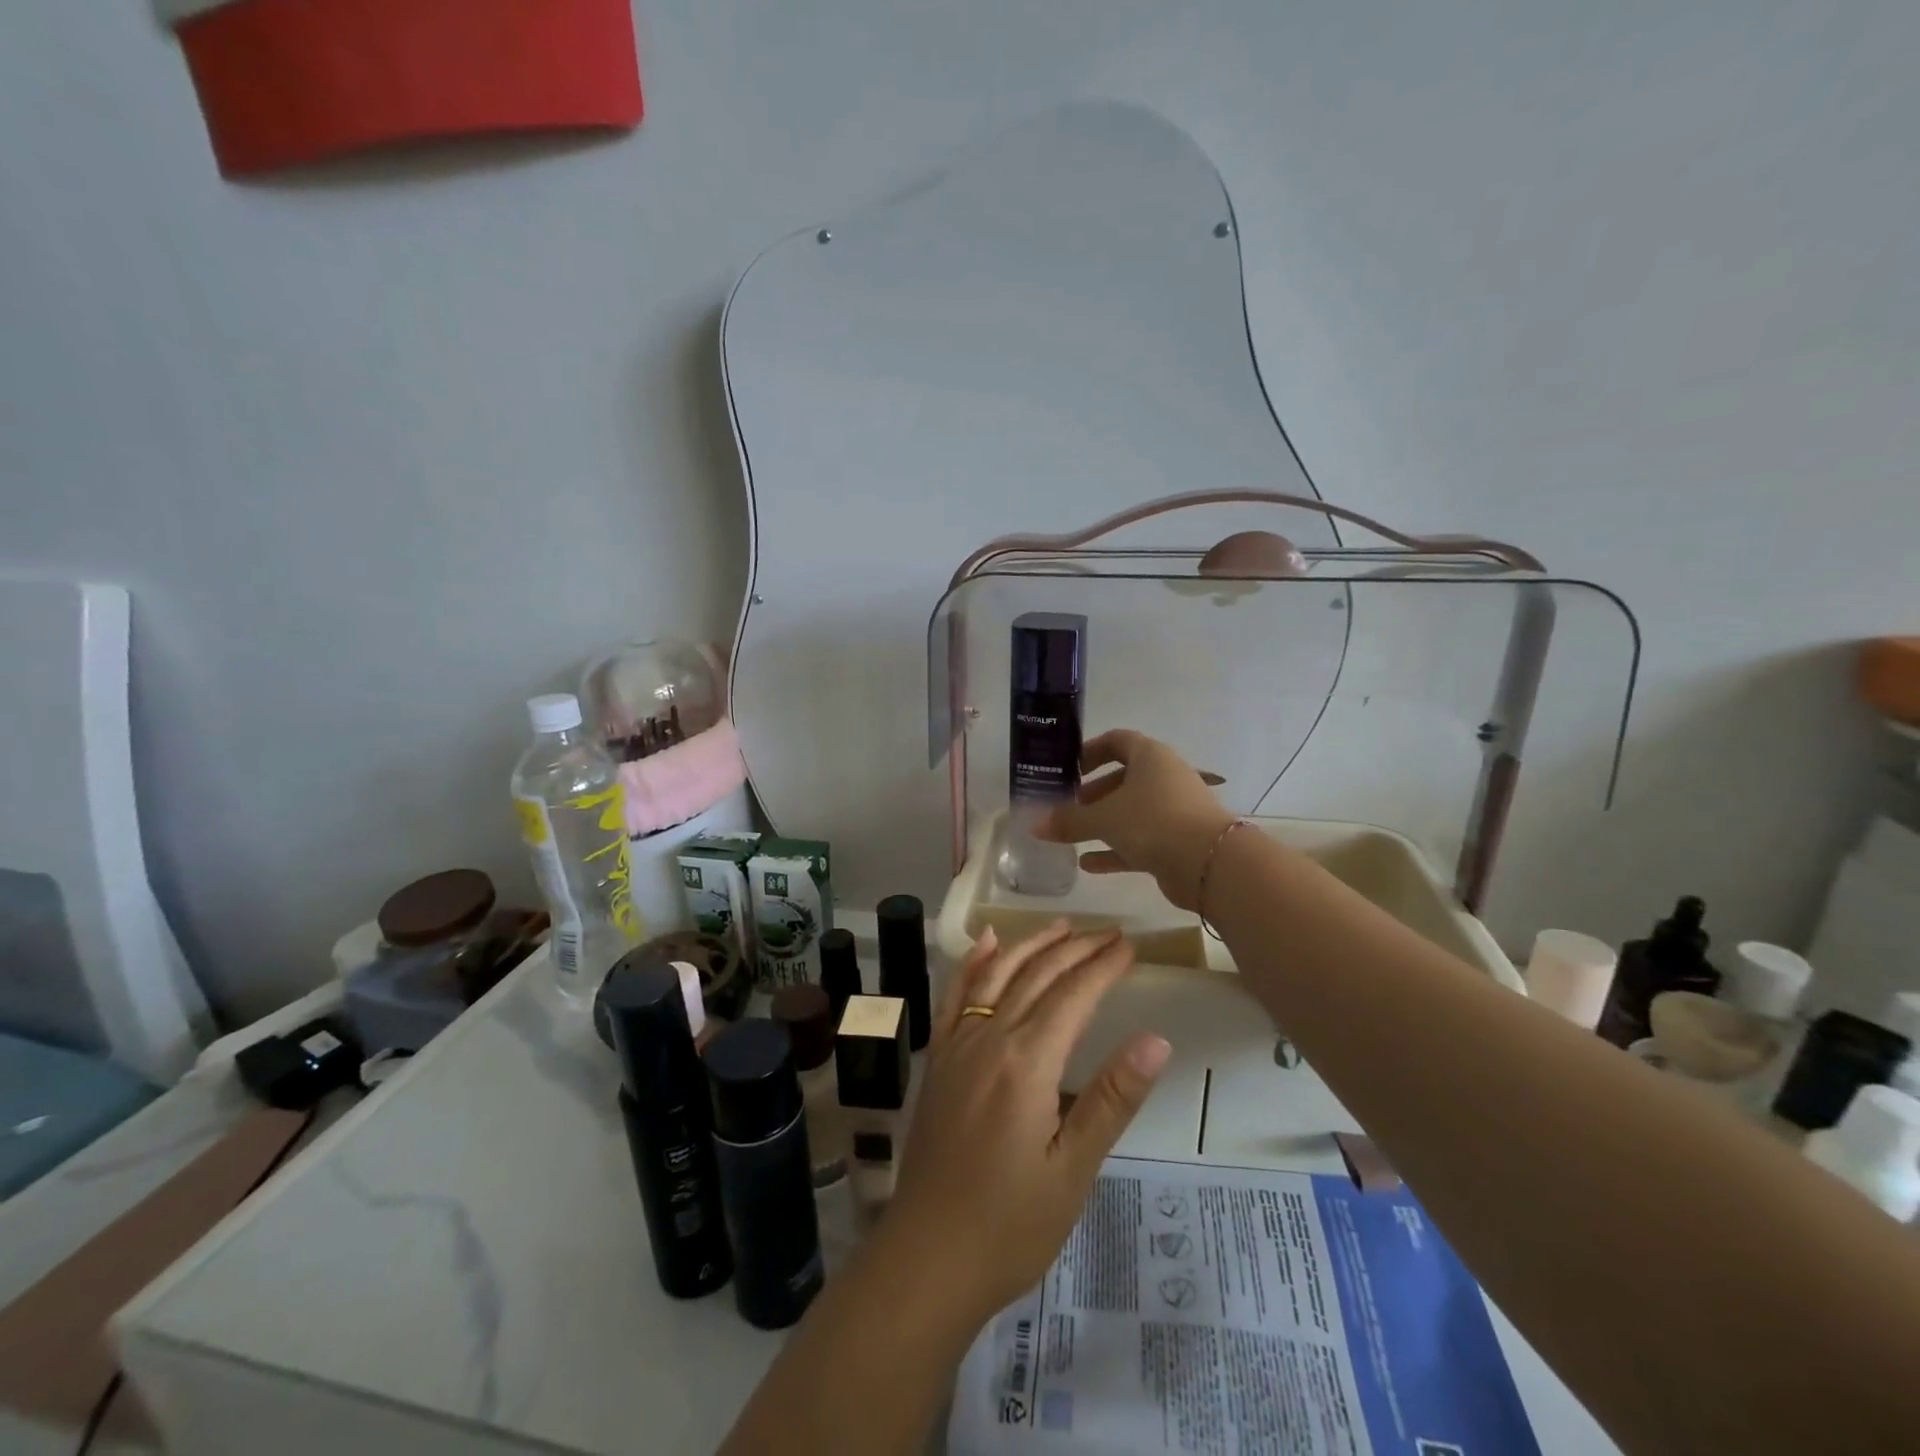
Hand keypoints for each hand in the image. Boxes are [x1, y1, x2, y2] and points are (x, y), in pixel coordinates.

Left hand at [886, 923, 1171, 1322]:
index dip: (1103, 967)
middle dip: (1076, 949)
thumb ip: (1112, 1099)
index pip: (1073, 996)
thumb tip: (1156, 1039)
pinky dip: (972, 962)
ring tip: (1061, 926)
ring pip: (997, 975)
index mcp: (1027, 1063)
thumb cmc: (1009, 1225)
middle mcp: (989, 1038)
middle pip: (1037, 976)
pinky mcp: (938, 1059)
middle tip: (1109, 933)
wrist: (927, 1257)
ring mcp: (957, 1045)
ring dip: (1030, 945)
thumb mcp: (1073, 1170)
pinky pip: (955, 996)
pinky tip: (985, 942)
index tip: (1129, 946)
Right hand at [1037, 729, 1235, 910]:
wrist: (1209, 863)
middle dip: (1094, 792)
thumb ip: (1069, 820)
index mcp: (1150, 757)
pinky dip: (1115, 850)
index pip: (1118, 741)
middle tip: (1067, 804)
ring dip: (1103, 822)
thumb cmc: (1153, 821)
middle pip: (1124, 778)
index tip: (1069, 768)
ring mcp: (1173, 811)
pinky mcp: (1177, 842)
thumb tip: (1036, 825)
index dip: (1091, 751)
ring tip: (1072, 833)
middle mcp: (1164, 778)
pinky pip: (1140, 841)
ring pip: (1131, 811)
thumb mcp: (1104, 818)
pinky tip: (1088, 864)